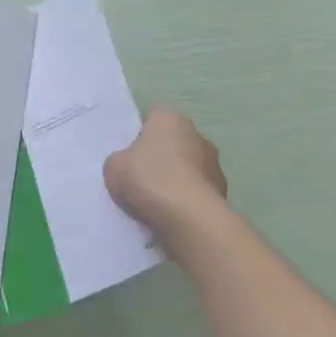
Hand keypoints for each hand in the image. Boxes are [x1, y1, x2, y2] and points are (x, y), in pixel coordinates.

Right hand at [104, 110, 227, 240]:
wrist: (189, 217)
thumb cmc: (149, 180)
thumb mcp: (114, 167)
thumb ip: (119, 160)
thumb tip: (129, 165)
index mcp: (168, 119)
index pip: (150, 120)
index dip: (137, 138)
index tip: (128, 158)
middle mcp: (195, 134)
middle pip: (171, 143)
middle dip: (159, 159)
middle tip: (140, 181)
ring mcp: (213, 162)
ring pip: (187, 168)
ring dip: (176, 180)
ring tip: (157, 203)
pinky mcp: (222, 189)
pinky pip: (196, 191)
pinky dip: (187, 199)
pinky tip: (173, 215)